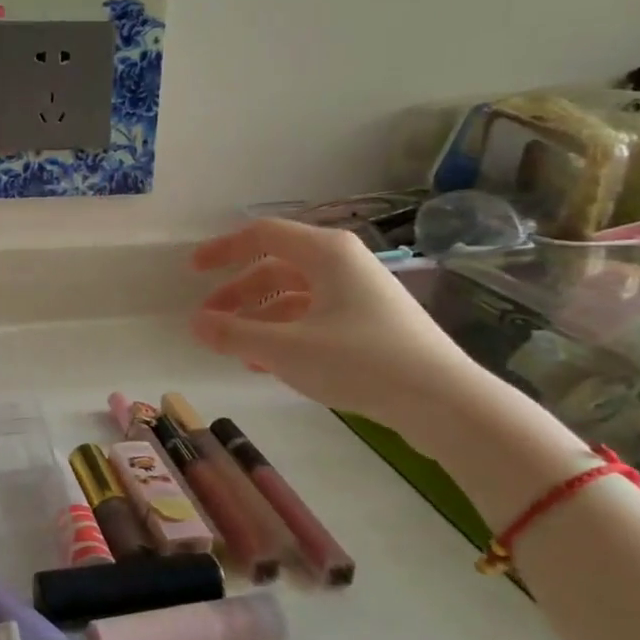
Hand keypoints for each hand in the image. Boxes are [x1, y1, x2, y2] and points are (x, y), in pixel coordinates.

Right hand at [189, 218, 486, 437]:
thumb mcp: (286, 349)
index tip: (193, 270)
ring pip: (295, 295)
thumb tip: (195, 324)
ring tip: (236, 348)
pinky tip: (269, 364)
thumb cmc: (360, 361)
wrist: (445, 403)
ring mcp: (361, 294)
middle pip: (277, 267)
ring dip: (260, 317)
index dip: (223, 249)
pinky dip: (286, 333)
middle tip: (210, 320)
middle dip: (238, 293)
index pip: (262, 235)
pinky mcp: (372, 323)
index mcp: (326, 253)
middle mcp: (344, 264)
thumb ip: (234, 334)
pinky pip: (316, 317)